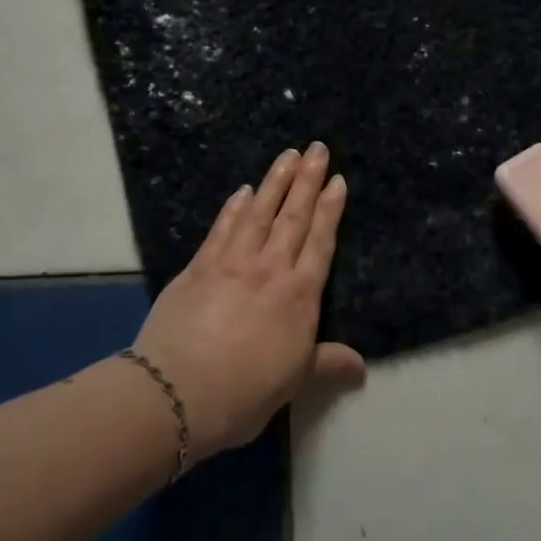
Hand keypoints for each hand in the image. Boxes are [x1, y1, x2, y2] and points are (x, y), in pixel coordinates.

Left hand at [133, 144, 366, 459]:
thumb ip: (327, 364)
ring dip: (274, 181)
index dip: (330, 209)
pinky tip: (242, 191)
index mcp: (299, 296)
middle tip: (317, 148)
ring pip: (258, 213)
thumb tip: (361, 366)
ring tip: (287, 155)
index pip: (320, 242)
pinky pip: (222, 228)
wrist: (178, 391)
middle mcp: (269, 269)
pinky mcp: (199, 266)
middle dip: (307, 181)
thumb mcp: (294, 382)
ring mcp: (232, 263)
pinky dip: (234, 207)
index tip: (337, 179)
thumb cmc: (245, 392)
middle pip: (293, 217)